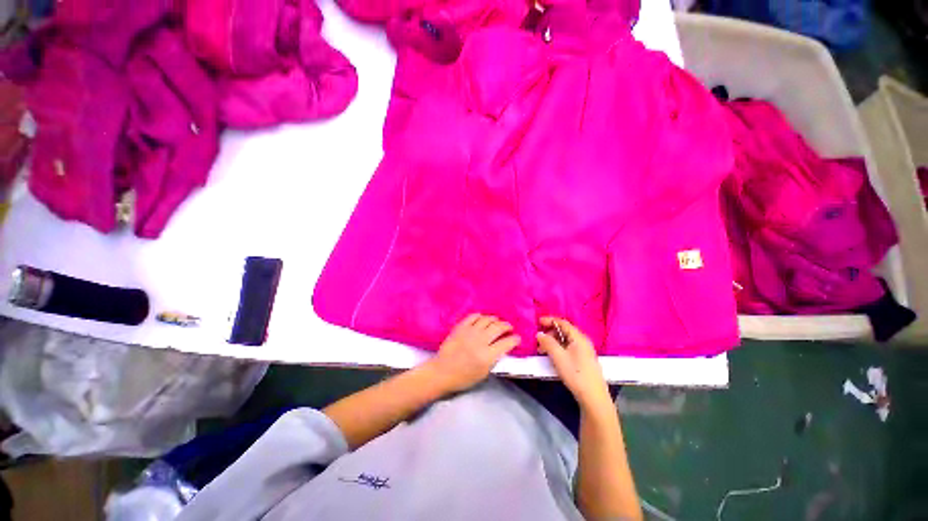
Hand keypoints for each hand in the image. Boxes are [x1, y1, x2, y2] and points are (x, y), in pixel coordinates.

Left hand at [425, 314, 520, 393]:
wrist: (442, 371)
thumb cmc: (464, 377)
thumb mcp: (484, 373)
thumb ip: (494, 359)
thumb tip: (503, 347)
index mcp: (487, 356)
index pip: (507, 343)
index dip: (515, 339)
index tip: (517, 338)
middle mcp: (480, 341)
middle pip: (498, 327)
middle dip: (507, 326)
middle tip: (509, 328)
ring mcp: (469, 332)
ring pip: (487, 319)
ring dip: (495, 320)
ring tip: (497, 322)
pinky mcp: (461, 327)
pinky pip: (473, 316)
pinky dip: (480, 316)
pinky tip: (482, 319)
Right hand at [536, 317, 611, 410]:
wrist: (593, 397)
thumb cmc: (575, 374)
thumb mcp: (558, 357)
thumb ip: (548, 343)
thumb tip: (539, 333)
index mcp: (579, 337)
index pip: (562, 322)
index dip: (549, 320)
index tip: (538, 321)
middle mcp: (583, 341)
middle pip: (564, 331)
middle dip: (550, 333)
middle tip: (538, 340)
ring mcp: (584, 351)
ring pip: (566, 340)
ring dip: (553, 342)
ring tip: (543, 350)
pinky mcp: (584, 360)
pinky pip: (569, 347)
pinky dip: (559, 348)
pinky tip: (553, 356)